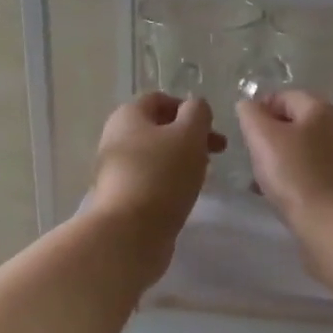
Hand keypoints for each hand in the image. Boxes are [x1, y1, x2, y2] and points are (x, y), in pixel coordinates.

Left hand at [89, 92, 223, 277]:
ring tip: (203, 176)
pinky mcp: (121, 197)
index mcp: (128, 116)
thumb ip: (197, 113)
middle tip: (217, 152)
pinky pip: (150, 180)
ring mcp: (116, 170)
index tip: (211, 128)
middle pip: (158, 128)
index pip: (160, 99)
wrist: (129, 233)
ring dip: (181, 160)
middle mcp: (115, 138)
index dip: (188, 108)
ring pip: (155, 155)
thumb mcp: (189, 135)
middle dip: (190, 136)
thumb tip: (196, 107)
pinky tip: (184, 196)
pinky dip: (170, 182)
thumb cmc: (162, 175)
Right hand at [235, 90, 332, 229]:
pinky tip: (275, 195)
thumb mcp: (263, 137)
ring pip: (297, 150)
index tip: (243, 134)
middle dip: (266, 138)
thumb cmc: (295, 174)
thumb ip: (251, 115)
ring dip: (275, 160)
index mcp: (320, 109)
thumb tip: (248, 105)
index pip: (282, 96)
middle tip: (250, 156)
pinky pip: (306, 172)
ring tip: (258, 179)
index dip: (258, 110)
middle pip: (292, 123)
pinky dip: (289, 178)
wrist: (332, 224)